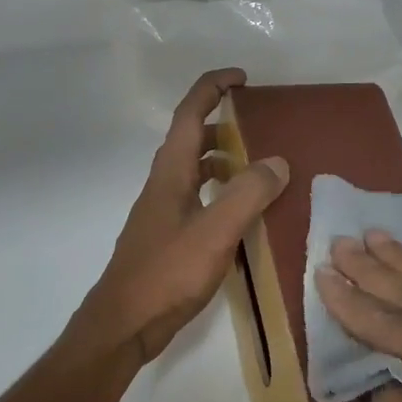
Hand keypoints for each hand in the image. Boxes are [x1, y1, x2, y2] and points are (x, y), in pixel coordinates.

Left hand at [78, 69, 288, 363]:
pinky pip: (199, 200)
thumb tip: (277, 161)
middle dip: (223, 124)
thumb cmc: (166, 274)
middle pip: (191, 139)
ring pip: (195, 171)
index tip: (242, 78)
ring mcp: (164, 212)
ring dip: (224, 160)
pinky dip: (221, 194)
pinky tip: (243, 216)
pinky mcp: (169, 237)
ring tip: (260, 168)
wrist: (124, 324)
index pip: (189, 114)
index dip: (213, 88)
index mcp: (170, 173)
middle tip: (261, 127)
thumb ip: (247, 195)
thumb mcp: (214, 232)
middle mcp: (164, 185)